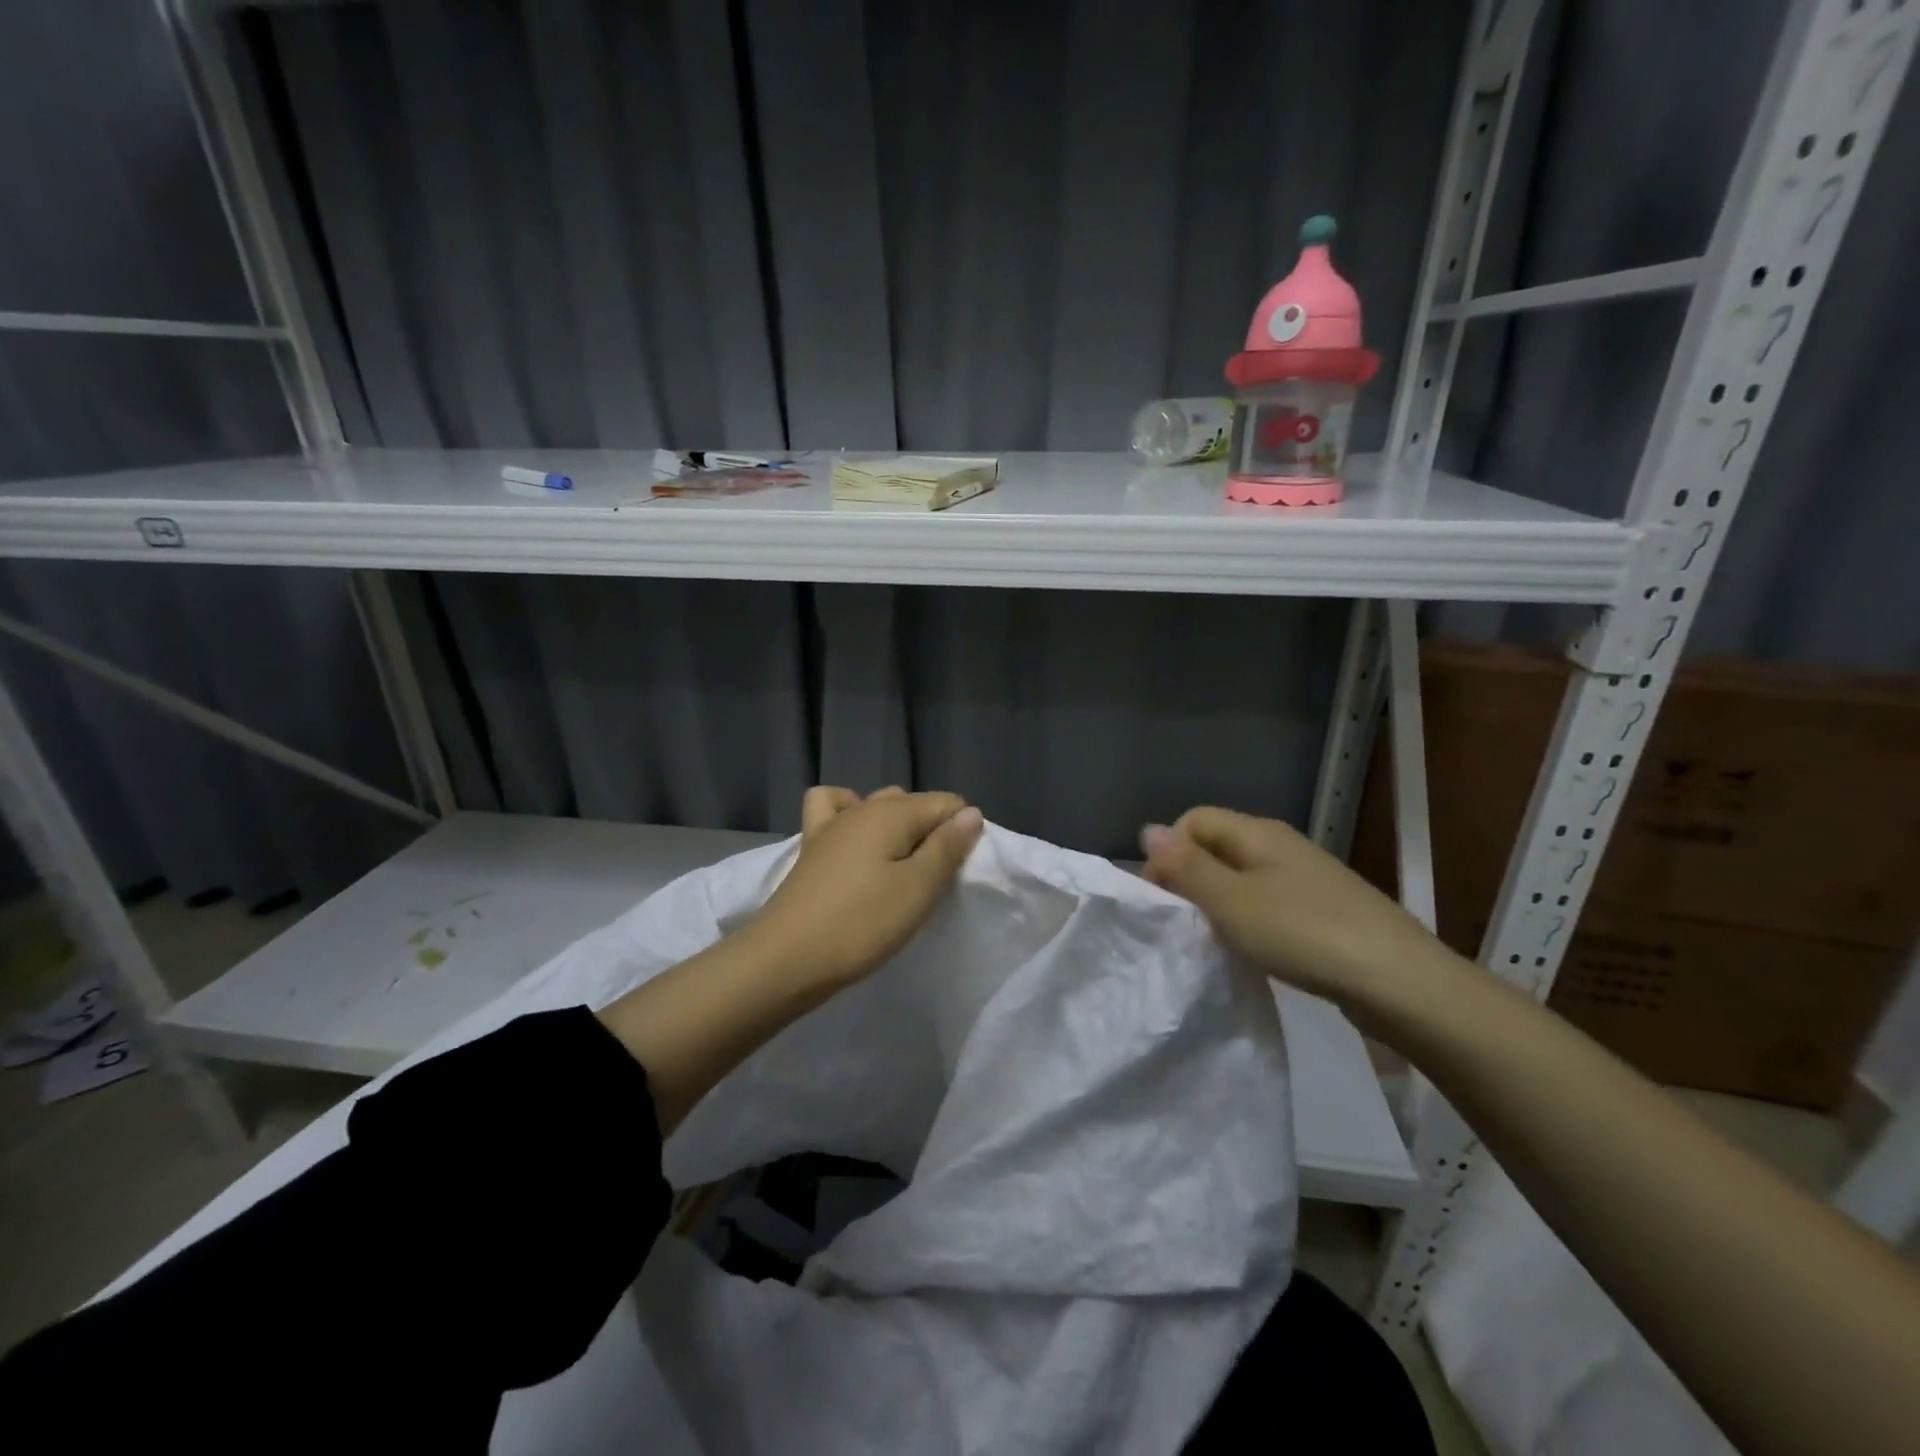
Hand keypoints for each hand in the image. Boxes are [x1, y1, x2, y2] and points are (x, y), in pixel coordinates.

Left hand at [742, 785, 984, 993]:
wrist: (786, 959)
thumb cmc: (861, 924)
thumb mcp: (918, 889)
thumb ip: (947, 848)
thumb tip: (971, 813)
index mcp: (893, 812)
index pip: (947, 803)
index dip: (962, 833)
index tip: (957, 872)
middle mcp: (862, 807)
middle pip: (914, 804)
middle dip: (933, 832)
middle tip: (934, 879)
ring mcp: (832, 825)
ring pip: (877, 806)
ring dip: (898, 827)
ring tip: (902, 866)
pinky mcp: (810, 847)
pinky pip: (834, 810)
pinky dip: (849, 813)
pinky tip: (856, 840)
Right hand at [1140, 807, 1455, 1017]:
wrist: (1399, 982)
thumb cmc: (1303, 933)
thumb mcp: (1231, 901)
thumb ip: (1187, 867)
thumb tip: (1148, 830)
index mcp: (1257, 832)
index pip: (1193, 820)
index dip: (1169, 852)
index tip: (1164, 900)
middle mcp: (1280, 845)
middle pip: (1217, 846)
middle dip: (1191, 879)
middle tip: (1186, 924)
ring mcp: (1305, 877)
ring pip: (1241, 877)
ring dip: (1220, 903)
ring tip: (1216, 940)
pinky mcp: (1322, 909)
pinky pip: (1267, 902)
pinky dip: (1249, 921)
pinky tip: (1255, 950)